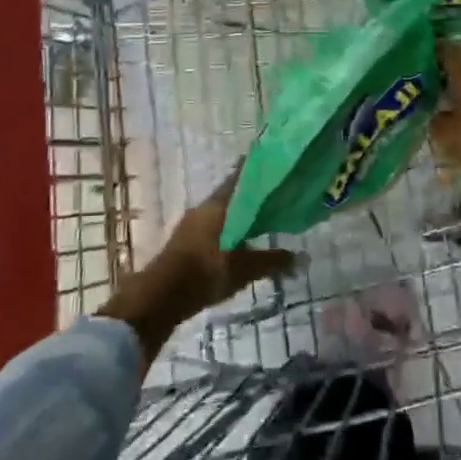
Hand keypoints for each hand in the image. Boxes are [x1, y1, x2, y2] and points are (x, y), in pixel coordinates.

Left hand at [98, 169, 298, 366]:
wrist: (159, 297)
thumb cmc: (204, 273)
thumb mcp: (243, 269)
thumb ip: (271, 261)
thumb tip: (301, 257)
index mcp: (217, 205)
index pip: (240, 178)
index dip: (255, 170)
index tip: (272, 162)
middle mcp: (203, 208)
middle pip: (231, 195)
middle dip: (250, 195)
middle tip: (274, 195)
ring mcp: (190, 225)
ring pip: (220, 213)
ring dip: (238, 214)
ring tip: (260, 219)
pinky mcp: (184, 243)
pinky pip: (212, 228)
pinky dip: (227, 229)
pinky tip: (239, 242)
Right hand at [431, 44, 460, 262]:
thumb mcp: (447, 135)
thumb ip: (434, 120)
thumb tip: (433, 114)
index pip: (445, 50)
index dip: (427, 52)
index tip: (410, 60)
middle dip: (441, 73)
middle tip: (419, 84)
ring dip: (457, 90)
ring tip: (435, 103)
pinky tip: (458, 119)